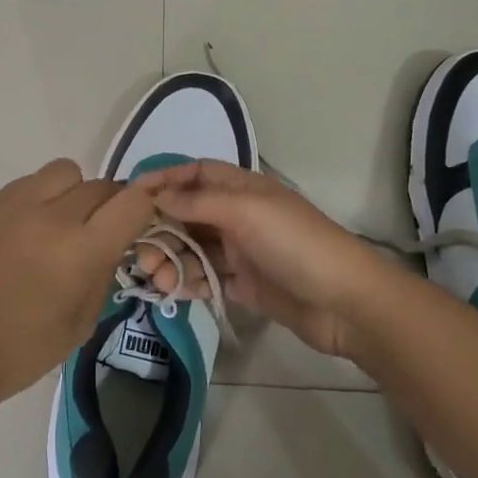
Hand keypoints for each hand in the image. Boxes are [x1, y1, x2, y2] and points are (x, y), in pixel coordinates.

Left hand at [0, 158, 157, 414]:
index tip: (141, 226)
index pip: (134, 201)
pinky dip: (44, 195)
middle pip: (103, 185)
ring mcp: (17, 204)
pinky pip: (32, 181)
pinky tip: (31, 229)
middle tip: (101, 235)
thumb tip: (111, 246)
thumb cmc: (18, 352)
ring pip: (67, 171)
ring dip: (76, 192)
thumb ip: (103, 275)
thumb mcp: (79, 324)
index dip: (146, 209)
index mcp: (80, 250)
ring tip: (64, 225)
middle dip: (113, 207)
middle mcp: (52, 215)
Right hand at [132, 160, 400, 361]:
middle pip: (188, 214)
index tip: (130, 197)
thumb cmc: (296, 244)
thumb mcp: (246, 212)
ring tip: (155, 279)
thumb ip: (198, 202)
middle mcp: (238, 215)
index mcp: (242, 188)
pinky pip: (207, 278)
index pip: (195, 174)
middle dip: (160, 229)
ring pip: (194, 248)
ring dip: (171, 260)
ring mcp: (242, 251)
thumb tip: (157, 195)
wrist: (347, 303)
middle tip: (140, 253)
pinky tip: (172, 292)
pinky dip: (188, 282)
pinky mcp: (245, 285)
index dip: (164, 180)